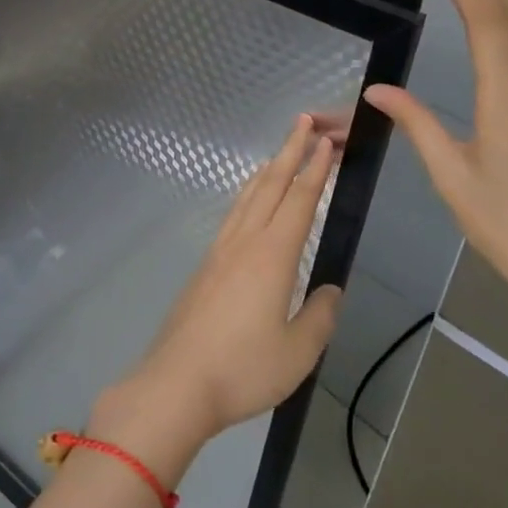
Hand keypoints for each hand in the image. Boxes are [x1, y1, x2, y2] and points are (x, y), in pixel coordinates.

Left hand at [91, 116, 342, 481]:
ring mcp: (219, 253)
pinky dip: (247, 197)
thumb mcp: (298, 351)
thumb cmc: (243, 369)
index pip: (299, 200)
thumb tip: (330, 290)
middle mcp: (244, 243)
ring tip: (279, 155)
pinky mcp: (204, 268)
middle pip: (270, 186)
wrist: (177, 384)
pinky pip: (232, 217)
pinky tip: (247, 206)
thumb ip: (320, 316)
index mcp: (273, 256)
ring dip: (266, 171)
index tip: (327, 142)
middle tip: (304, 123)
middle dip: (290, 152)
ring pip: (246, 198)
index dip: (315, 169)